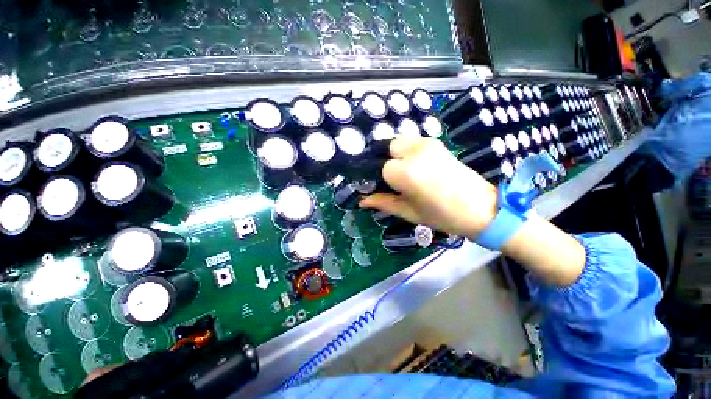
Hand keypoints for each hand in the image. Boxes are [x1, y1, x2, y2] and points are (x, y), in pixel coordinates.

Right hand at [359, 136, 497, 239]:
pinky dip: (408, 151)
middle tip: (395, 180)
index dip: (382, 179)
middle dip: (387, 162)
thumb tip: (361, 200)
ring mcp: (428, 143)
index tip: (386, 188)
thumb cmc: (442, 215)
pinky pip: (413, 141)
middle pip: (388, 148)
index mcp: (406, 172)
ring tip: (406, 173)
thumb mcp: (408, 212)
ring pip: (399, 142)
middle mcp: (415, 151)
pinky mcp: (437, 142)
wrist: (481, 208)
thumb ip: (383, 202)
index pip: (382, 167)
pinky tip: (417, 166)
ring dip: (396, 155)